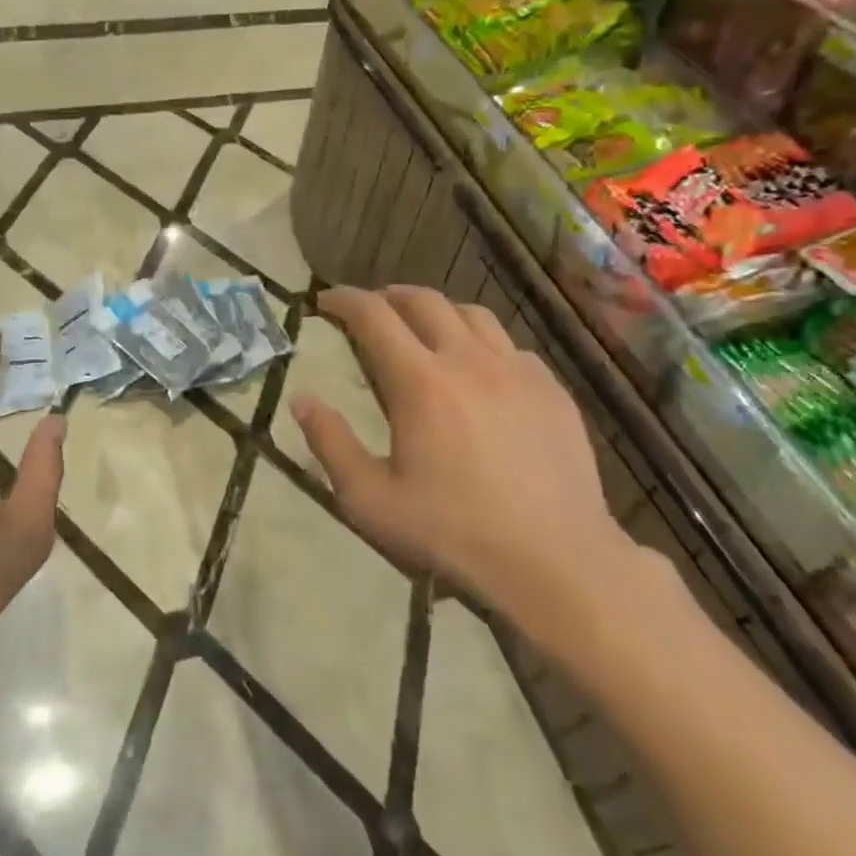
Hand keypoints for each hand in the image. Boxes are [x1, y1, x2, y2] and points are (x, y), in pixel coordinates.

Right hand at [290, 286, 637, 645]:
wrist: (554, 560)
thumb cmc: (451, 531)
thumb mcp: (370, 498)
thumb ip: (330, 443)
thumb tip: (301, 399)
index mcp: (420, 382)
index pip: (373, 315)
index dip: (344, 300)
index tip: (325, 301)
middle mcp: (469, 360)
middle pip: (424, 300)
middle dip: (388, 295)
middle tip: (370, 310)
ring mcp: (517, 371)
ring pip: (472, 314)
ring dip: (438, 311)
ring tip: (423, 329)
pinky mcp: (552, 390)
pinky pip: (510, 346)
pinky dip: (483, 344)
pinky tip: (479, 371)